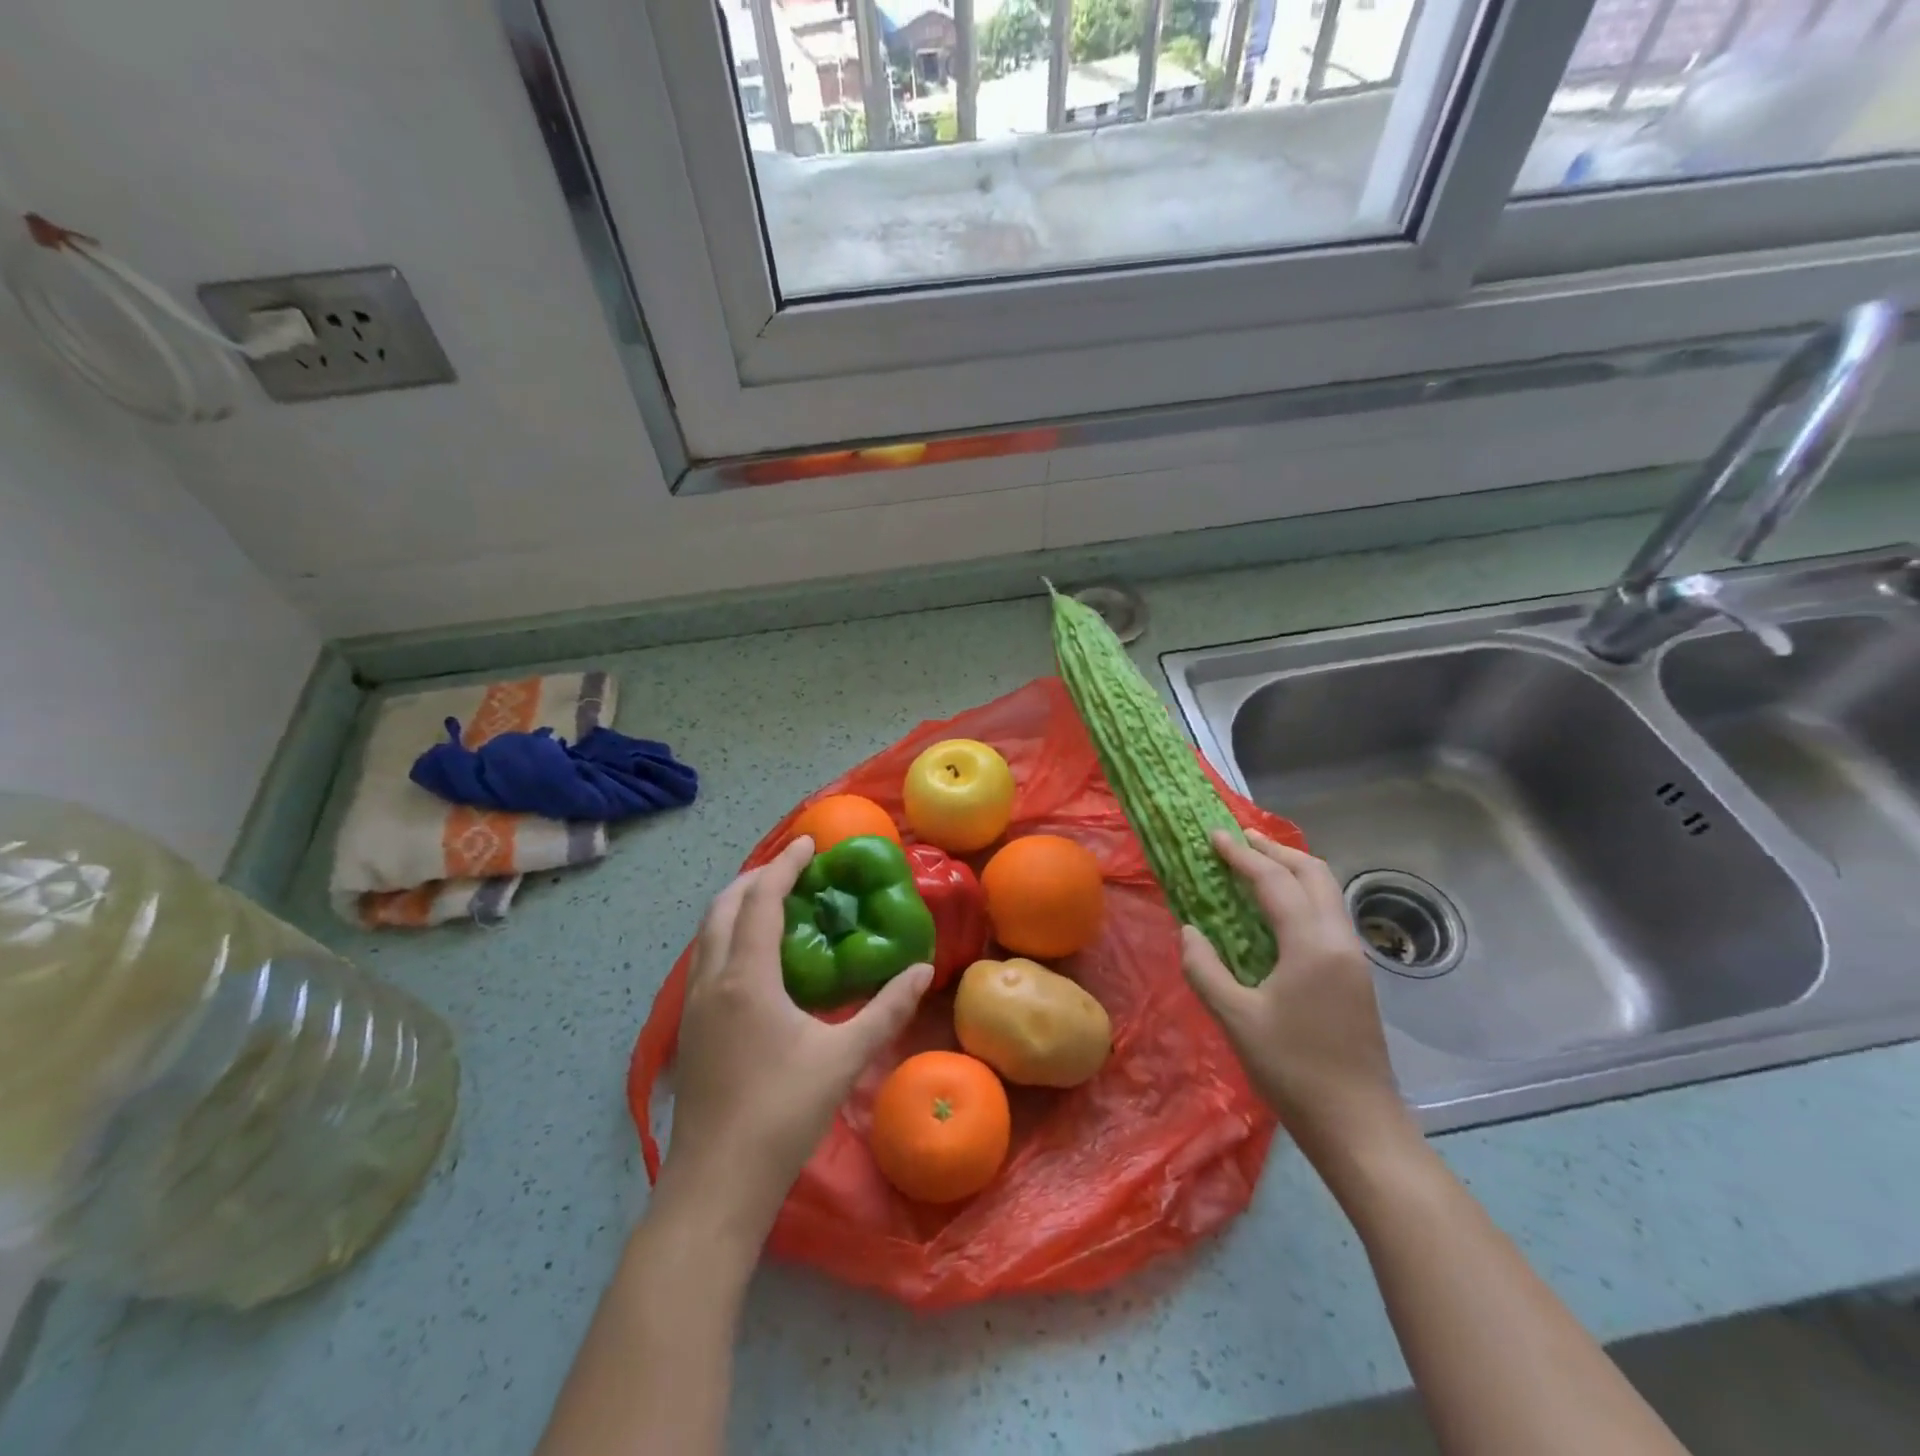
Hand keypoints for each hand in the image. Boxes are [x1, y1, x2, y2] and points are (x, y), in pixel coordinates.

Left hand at [657, 835, 932, 1240]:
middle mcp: (712, 980)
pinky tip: (756, 959)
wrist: (717, 1184)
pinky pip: (706, 959)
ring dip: (737, 906)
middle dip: (755, 878)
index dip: (784, 865)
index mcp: (746, 977)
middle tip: (792, 868)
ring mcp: (694, 1006)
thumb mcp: (843, 1058)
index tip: (809, 842)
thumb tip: (923, 970)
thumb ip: (886, 1010)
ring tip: (775, 902)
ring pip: (707, 934)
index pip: (761, 900)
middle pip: (723, 907)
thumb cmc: (781, 1114)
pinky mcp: (691, 1030)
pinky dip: (728, 936)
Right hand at [1179, 830, 1413, 1164]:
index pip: (1275, 882)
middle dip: (1275, 851)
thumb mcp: (1235, 1019)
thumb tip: (1190, 931)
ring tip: (1256, 865)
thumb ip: (1205, 968)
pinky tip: (1276, 911)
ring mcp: (1353, 958)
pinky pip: (1328, 915)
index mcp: (1312, 945)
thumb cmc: (1293, 1070)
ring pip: (1327, 893)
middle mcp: (1340, 941)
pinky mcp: (1355, 976)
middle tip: (1238, 840)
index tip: (1214, 836)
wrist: (1359, 1126)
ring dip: (1292, 871)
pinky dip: (1301, 895)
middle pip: (1314, 874)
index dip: (1242, 856)